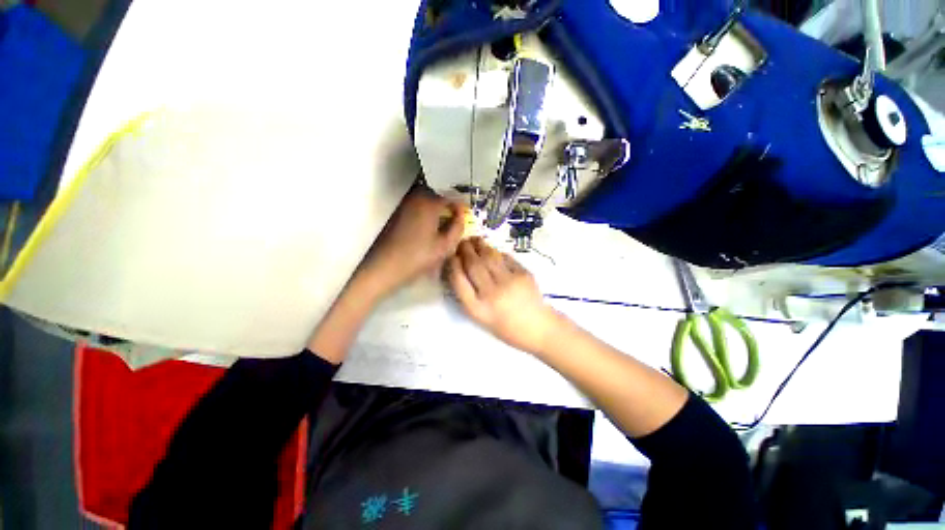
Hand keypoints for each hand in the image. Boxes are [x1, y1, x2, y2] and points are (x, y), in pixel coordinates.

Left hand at [356, 186, 465, 298]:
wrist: (385, 266)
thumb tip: (461, 214)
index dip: (462, 202)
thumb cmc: (418, 257)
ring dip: (439, 204)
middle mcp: (416, 196)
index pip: (451, 193)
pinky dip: (429, 208)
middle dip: (450, 201)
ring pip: (428, 196)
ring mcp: (405, 203)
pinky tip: (432, 223)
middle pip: (439, 191)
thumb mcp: (445, 246)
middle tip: (458, 215)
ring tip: (447, 219)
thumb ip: (458, 227)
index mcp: (429, 202)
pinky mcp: (399, 211)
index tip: (467, 212)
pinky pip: (419, 203)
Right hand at [447, 238, 564, 353]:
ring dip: (479, 246)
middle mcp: (491, 294)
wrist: (538, 328)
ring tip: (474, 240)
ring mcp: (509, 282)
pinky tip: (491, 249)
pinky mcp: (523, 274)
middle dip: (464, 250)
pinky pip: (505, 258)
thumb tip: (462, 267)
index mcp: (478, 309)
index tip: (452, 256)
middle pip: (473, 265)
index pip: (459, 281)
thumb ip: (470, 295)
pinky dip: (496, 252)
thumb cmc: (506, 327)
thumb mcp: (482, 317)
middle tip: (462, 243)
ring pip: (489, 257)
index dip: (453, 265)